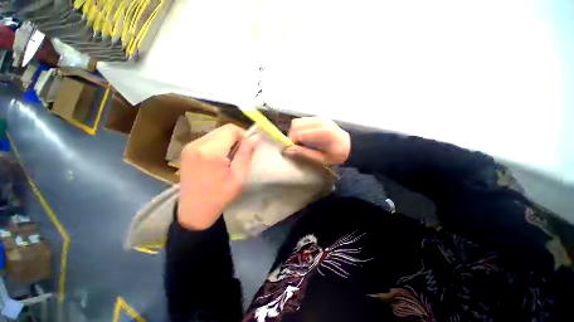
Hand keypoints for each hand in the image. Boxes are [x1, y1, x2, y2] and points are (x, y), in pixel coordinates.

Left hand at [178, 124, 255, 229]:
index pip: (231, 129)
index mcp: (210, 151)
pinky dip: (217, 145)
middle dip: (235, 138)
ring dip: (226, 141)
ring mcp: (189, 146)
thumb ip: (246, 154)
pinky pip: (207, 140)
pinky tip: (219, 159)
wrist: (194, 211)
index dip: (243, 135)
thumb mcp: (238, 177)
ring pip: (215, 133)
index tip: (248, 147)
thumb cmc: (219, 196)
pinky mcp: (186, 151)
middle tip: (241, 153)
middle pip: (222, 129)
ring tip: (230, 157)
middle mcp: (197, 144)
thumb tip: (254, 138)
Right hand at [285, 117, 350, 165]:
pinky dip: (299, 128)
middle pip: (296, 125)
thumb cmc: (337, 155)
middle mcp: (320, 122)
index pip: (298, 133)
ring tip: (299, 142)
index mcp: (322, 133)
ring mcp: (319, 118)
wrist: (350, 145)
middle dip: (291, 136)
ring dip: (295, 131)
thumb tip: (288, 150)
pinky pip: (303, 121)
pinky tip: (304, 136)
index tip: (290, 150)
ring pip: (298, 121)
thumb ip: (304, 153)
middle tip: (295, 146)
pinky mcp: (318, 118)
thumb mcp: (321, 159)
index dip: (291, 142)